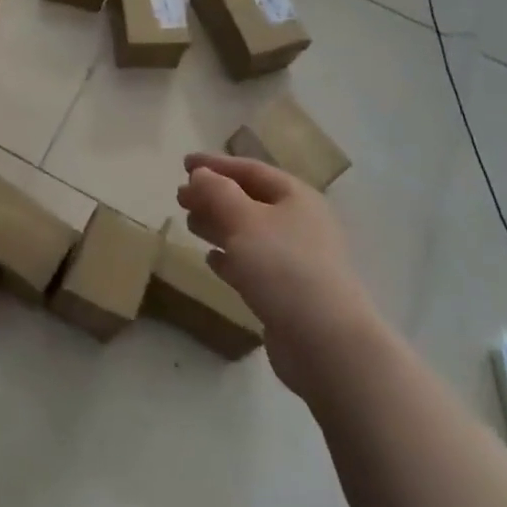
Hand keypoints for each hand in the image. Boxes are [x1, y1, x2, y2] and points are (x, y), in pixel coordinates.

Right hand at [177, 153, 377, 395]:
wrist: (326, 342)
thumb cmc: (284, 268)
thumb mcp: (244, 220)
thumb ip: (217, 192)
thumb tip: (200, 175)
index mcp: (295, 197)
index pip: (250, 169)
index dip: (216, 164)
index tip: (184, 163)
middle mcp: (299, 223)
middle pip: (249, 200)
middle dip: (214, 196)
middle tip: (180, 197)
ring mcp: (296, 260)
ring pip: (249, 232)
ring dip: (218, 225)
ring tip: (189, 223)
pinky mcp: (288, 292)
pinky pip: (253, 265)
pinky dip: (230, 258)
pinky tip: (211, 260)